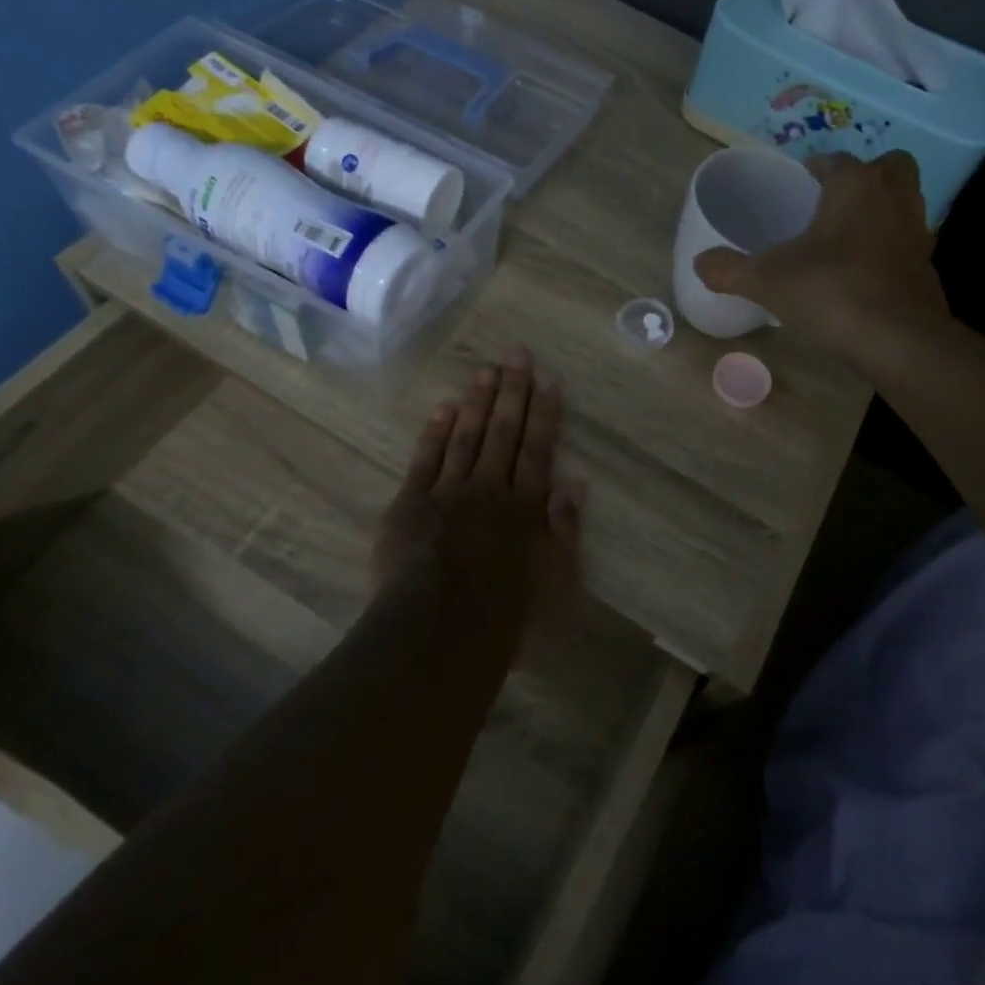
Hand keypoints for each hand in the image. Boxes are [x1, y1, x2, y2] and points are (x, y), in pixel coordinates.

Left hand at [371, 346, 585, 617]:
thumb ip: (565, 529)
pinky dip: (435, 431)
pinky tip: (444, 408)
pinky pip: (425, 458)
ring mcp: (447, 491)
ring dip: (478, 401)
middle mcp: (488, 488)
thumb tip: (574, 482)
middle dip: (512, 391)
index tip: (548, 380)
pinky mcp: (410, 503)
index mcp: (524, 506)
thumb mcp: (555, 580)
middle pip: (503, 431)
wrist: (437, 630)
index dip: (544, 413)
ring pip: (466, 436)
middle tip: (517, 354)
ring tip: (486, 370)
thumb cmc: (505, 614)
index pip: (538, 448)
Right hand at [693, 151, 951, 362]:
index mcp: (855, 186)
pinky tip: (864, 273)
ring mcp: (917, 233)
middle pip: (889, 167)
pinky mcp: (927, 268)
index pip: (836, 160)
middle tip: (835, 200)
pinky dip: (890, 248)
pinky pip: (908, 243)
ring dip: (882, 209)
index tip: (800, 181)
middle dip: (866, 175)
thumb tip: (699, 263)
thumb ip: (729, 269)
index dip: (816, 167)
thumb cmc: (830, 291)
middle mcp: (893, 198)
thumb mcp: (766, 280)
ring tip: (848, 235)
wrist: (898, 340)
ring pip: (905, 202)